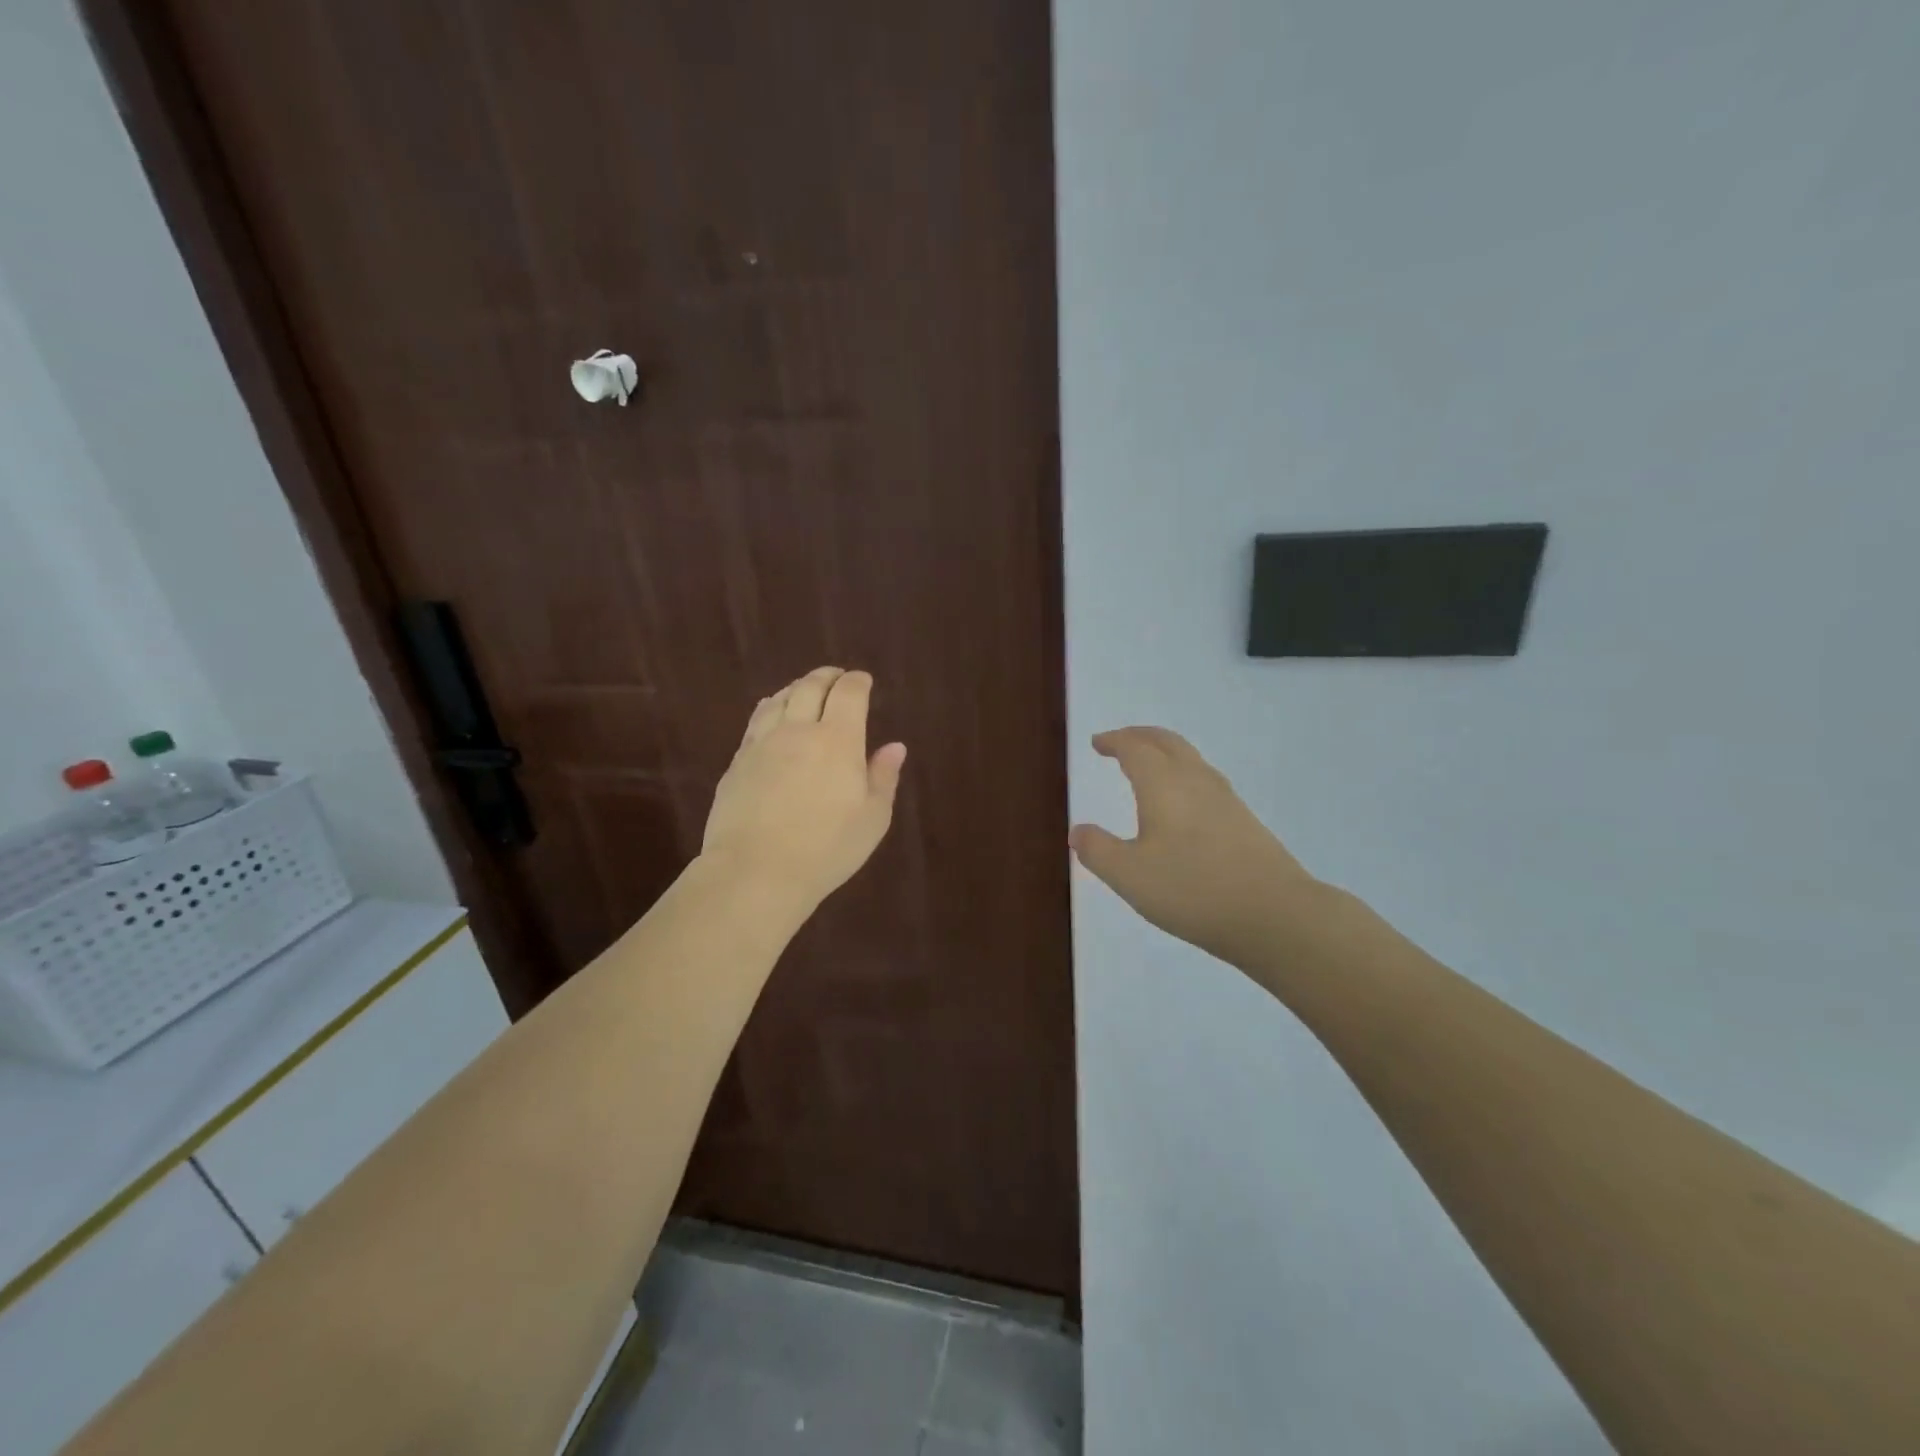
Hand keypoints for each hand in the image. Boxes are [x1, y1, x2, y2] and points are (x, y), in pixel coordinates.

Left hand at [701, 667, 906, 910]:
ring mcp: (762, 743)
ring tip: (804, 691)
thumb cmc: (826, 849)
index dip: (858, 682)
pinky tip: (772, 717)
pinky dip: (771, 708)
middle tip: (836, 677)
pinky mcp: (738, 761)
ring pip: (779, 699)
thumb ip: (883, 777)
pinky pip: (756, 721)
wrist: (755, 871)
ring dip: (796, 688)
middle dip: (827, 677)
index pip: (848, 693)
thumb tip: (895, 746)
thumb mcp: (872, 819)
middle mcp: (798, 730)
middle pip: (810, 686)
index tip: (863, 681)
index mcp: (838, 740)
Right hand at [1071, 727, 1325, 968]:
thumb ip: (1098, 851)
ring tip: (1150, 766)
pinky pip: (1206, 781)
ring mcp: (1226, 800)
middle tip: (1121, 740)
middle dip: (1141, 736)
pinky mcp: (1245, 822)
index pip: (1135, 748)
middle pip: (1167, 743)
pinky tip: (1184, 803)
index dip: (1115, 741)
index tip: (1098, 743)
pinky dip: (1184, 775)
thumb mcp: (1129, 876)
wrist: (1275, 915)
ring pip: (1191, 760)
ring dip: (1165, 753)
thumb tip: (1078, 830)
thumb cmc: (1192, 889)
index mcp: (1164, 785)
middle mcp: (1196, 781)